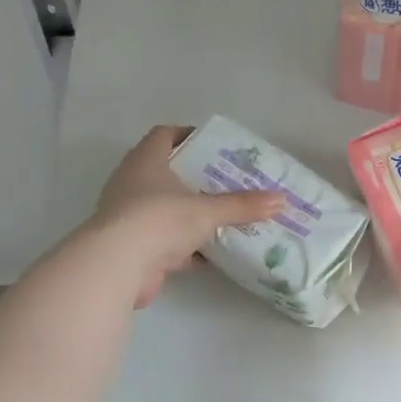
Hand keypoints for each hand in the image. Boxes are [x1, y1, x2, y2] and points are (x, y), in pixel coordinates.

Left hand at [86, 126, 285, 306]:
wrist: (117, 266)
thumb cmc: (160, 219)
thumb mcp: (208, 210)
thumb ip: (244, 206)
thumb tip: (283, 200)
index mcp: (145, 162)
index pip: (164, 135)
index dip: (187, 135)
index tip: (212, 144)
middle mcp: (132, 184)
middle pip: (166, 173)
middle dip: (196, 178)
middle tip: (227, 181)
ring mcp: (130, 217)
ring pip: (166, 209)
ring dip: (191, 214)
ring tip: (225, 215)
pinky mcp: (132, 248)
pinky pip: (165, 241)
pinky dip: (187, 246)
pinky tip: (213, 253)